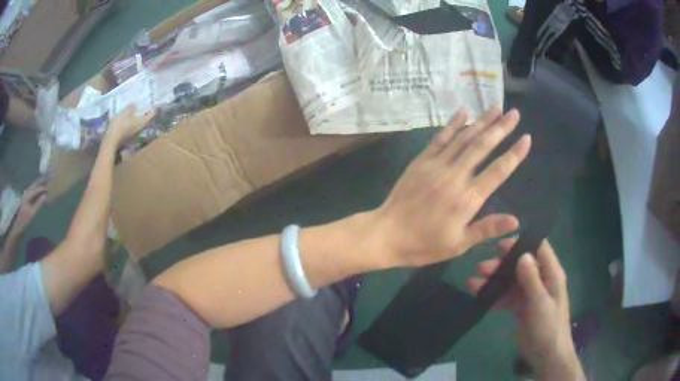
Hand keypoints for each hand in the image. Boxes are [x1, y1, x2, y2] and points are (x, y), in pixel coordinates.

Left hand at [11, 179, 47, 234]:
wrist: (18, 226)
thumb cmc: (25, 220)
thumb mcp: (32, 213)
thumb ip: (38, 204)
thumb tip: (45, 195)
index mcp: (28, 195)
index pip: (37, 189)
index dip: (43, 187)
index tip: (49, 186)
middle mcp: (27, 192)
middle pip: (34, 185)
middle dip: (41, 181)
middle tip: (48, 177)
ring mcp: (26, 195)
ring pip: (33, 187)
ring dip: (38, 184)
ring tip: (44, 181)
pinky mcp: (26, 199)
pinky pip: (32, 191)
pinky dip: (36, 189)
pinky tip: (38, 190)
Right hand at [104, 105, 155, 147]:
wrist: (112, 139)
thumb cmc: (120, 125)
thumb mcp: (126, 112)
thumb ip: (132, 107)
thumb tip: (135, 104)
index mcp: (142, 122)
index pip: (152, 114)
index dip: (152, 107)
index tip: (151, 100)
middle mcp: (140, 127)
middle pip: (146, 116)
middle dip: (145, 108)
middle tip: (143, 100)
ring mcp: (135, 130)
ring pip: (139, 119)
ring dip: (138, 112)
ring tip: (136, 104)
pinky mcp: (129, 132)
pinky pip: (133, 122)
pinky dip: (133, 116)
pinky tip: (129, 111)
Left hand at [373, 107, 530, 267]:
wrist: (386, 234)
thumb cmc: (424, 244)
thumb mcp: (458, 244)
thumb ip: (487, 228)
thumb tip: (516, 220)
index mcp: (468, 199)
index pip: (498, 171)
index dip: (514, 154)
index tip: (526, 138)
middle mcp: (455, 176)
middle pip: (483, 147)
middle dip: (501, 128)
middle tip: (514, 113)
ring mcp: (437, 165)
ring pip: (464, 138)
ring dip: (482, 121)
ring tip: (496, 107)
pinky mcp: (422, 160)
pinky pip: (441, 138)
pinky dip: (453, 123)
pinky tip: (463, 111)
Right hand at [469, 239, 583, 379]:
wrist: (546, 356)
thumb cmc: (548, 327)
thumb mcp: (540, 303)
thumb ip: (531, 280)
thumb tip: (522, 254)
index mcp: (551, 274)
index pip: (538, 249)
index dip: (521, 243)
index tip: (499, 246)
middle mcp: (541, 280)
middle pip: (520, 265)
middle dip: (501, 265)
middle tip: (481, 268)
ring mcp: (530, 294)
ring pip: (511, 281)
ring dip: (494, 281)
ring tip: (472, 283)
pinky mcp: (521, 308)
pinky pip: (507, 297)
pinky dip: (495, 297)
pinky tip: (480, 298)